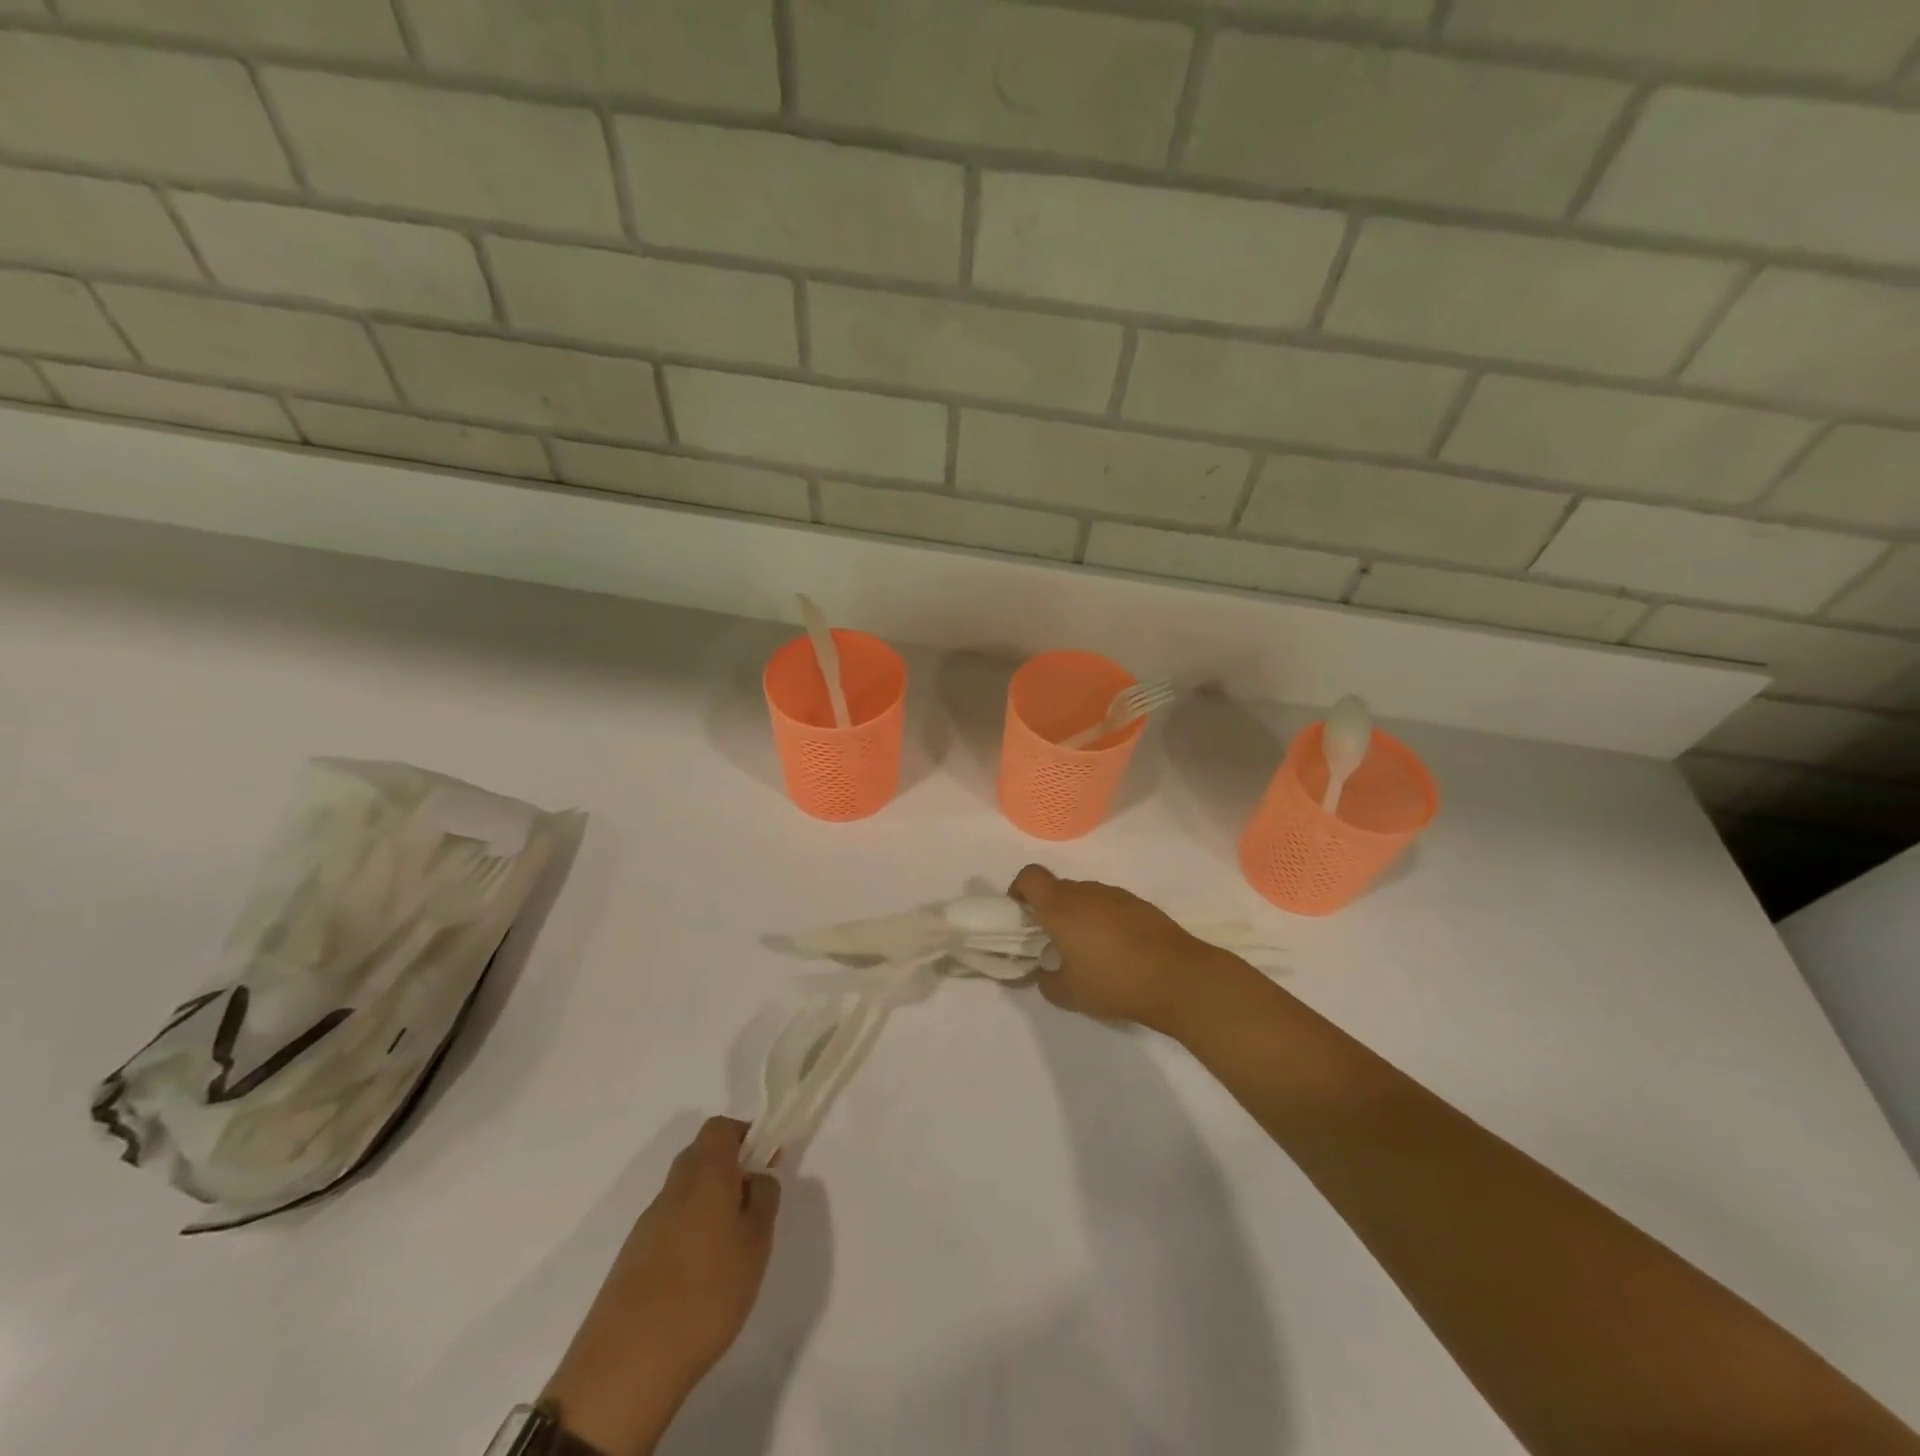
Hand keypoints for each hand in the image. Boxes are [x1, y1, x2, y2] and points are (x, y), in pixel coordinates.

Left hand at [543, 1117, 780, 1455]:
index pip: (720, 1128)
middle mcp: (673, 1187)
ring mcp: (647, 1223)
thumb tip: (757, 1176)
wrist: (627, 1365)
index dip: (745, 1135)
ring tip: (731, 1246)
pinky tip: (701, 1275)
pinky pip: (668, 1224)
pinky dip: (689, 1233)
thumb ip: (763, 1199)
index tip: (765, 1160)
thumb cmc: (707, 1293)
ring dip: (709, 1203)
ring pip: (684, 1192)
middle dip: (729, 1168)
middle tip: (753, 1203)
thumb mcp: (756, 1243)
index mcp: (705, 1173)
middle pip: (700, 1155)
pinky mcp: (632, 1258)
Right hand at [1009, 865, 1232, 1035]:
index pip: (1030, 876)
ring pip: (1086, 896)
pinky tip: (1119, 952)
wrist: (1177, 977)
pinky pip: (1111, 906)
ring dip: (1080, 916)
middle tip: (1054, 941)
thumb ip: (1048, 982)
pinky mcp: (1141, 905)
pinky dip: (1106, 921)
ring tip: (1089, 951)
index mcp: (1060, 906)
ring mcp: (1116, 895)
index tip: (1020, 913)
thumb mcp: (1070, 994)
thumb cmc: (1114, 981)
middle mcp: (1086, 892)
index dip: (1019, 889)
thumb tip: (1046, 975)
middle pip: (1058, 888)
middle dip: (1050, 909)